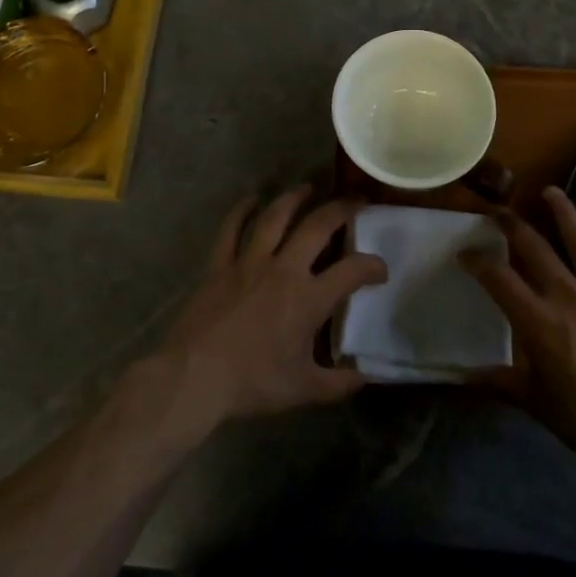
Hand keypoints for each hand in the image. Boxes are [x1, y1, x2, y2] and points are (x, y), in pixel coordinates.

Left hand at [156, 187, 387, 430]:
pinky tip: (250, 199)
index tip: (380, 270)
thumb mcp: (303, 390)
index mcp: (308, 298)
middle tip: (355, 201)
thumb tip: (365, 376)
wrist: (195, 377)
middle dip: (341, 209)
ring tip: (308, 187)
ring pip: (275, 218)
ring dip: (294, 198)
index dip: (372, 266)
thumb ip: (338, 384)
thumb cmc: (253, 382)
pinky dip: (239, 211)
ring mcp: (249, 263)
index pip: (352, 271)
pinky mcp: (220, 266)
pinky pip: (230, 230)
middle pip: (317, 227)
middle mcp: (283, 269)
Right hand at [464, 187, 575, 479]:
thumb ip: (500, 381)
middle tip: (498, 211)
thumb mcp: (536, 403)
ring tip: (550, 191)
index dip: (477, 261)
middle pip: (534, 247)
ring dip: (564, 213)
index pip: (498, 278)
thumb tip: (462, 375)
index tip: (465, 253)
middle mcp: (567, 295)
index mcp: (537, 320)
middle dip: (512, 225)